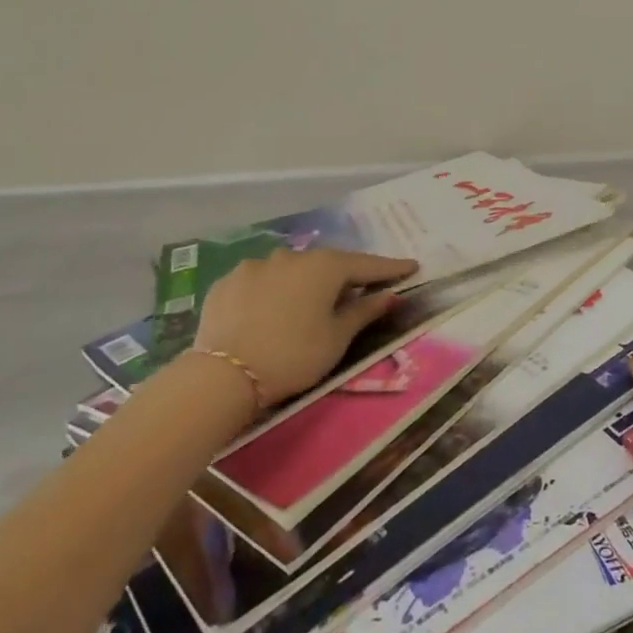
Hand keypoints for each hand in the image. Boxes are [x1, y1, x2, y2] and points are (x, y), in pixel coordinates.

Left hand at [194, 248, 417, 408]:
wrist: (222, 376)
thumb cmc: (293, 356)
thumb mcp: (337, 339)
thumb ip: (364, 312)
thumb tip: (389, 295)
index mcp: (325, 266)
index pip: (367, 264)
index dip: (391, 268)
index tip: (411, 267)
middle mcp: (292, 256)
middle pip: (327, 264)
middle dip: (344, 276)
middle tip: (358, 289)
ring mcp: (256, 265)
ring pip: (291, 270)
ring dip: (304, 282)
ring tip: (307, 303)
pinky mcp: (227, 282)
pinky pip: (260, 281)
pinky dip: (272, 291)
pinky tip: (270, 310)